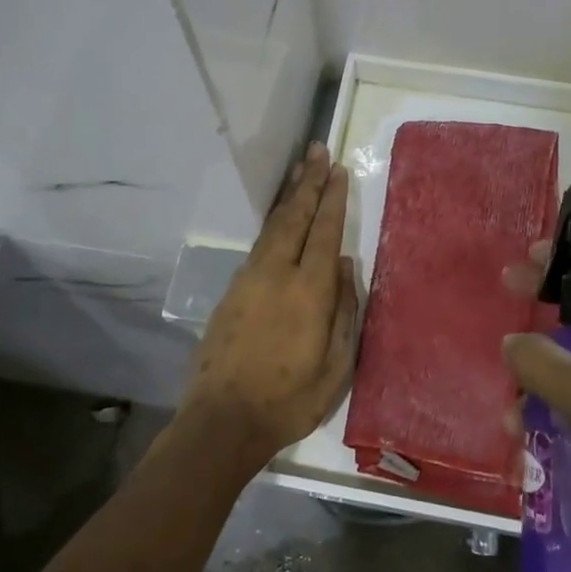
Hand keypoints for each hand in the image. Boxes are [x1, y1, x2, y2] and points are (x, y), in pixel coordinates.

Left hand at [186, 143, 359, 460]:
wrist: (223, 421)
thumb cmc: (289, 400)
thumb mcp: (336, 367)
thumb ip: (345, 311)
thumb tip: (347, 266)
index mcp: (309, 291)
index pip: (324, 232)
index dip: (332, 199)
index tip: (338, 170)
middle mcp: (277, 274)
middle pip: (294, 217)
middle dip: (308, 182)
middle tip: (317, 151)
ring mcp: (249, 280)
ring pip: (272, 226)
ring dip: (288, 196)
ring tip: (299, 170)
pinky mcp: (232, 292)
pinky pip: (258, 245)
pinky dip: (272, 223)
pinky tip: (279, 219)